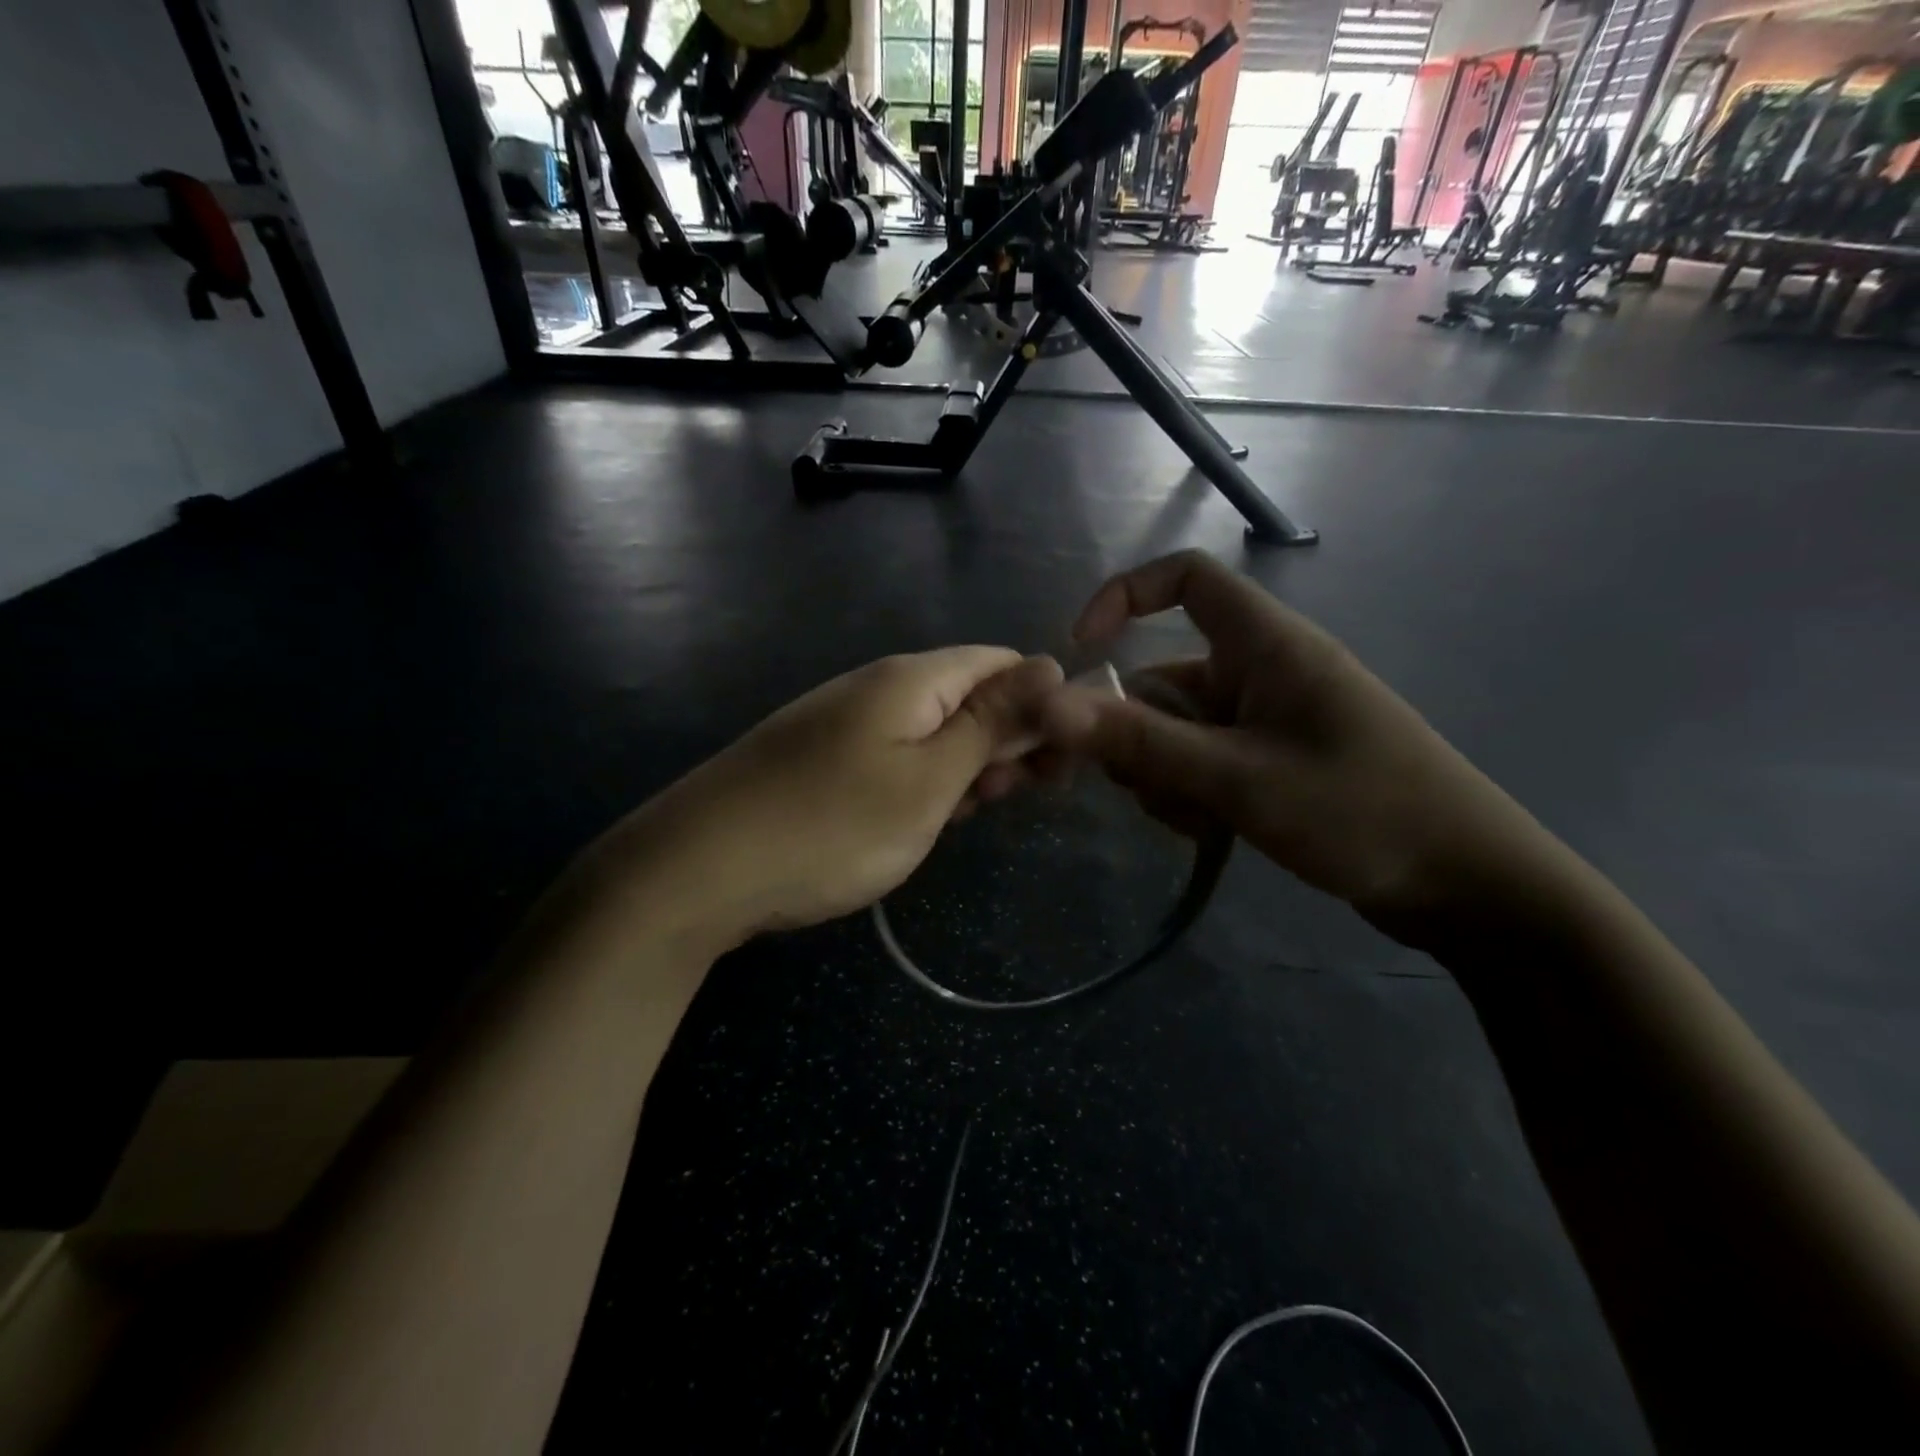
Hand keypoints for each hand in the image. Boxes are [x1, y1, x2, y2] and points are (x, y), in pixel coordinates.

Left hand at [613, 647, 1061, 945]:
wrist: (698, 868)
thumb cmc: (833, 826)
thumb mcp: (931, 779)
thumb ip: (991, 722)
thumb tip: (1048, 665)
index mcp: (912, 678)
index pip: (1001, 662)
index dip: (1043, 703)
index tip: (1061, 761)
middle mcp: (877, 687)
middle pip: (967, 695)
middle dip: (1004, 742)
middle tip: (1014, 800)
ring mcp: (843, 722)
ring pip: (931, 732)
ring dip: (963, 769)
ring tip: (961, 817)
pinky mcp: (820, 758)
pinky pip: (892, 757)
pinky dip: (919, 785)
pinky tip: (915, 822)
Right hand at [1039, 551, 1569, 929]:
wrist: (1468, 886)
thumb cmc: (1360, 811)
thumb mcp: (1238, 778)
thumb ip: (1142, 742)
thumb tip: (1050, 707)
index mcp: (1265, 644)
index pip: (1186, 578)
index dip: (1125, 596)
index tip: (1081, 653)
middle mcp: (1263, 671)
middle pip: (1165, 675)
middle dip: (1136, 730)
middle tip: (1139, 785)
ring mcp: (1268, 720)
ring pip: (1179, 728)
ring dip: (1162, 771)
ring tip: (1193, 820)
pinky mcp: (1274, 761)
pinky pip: (1205, 761)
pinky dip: (1191, 790)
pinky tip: (1210, 833)